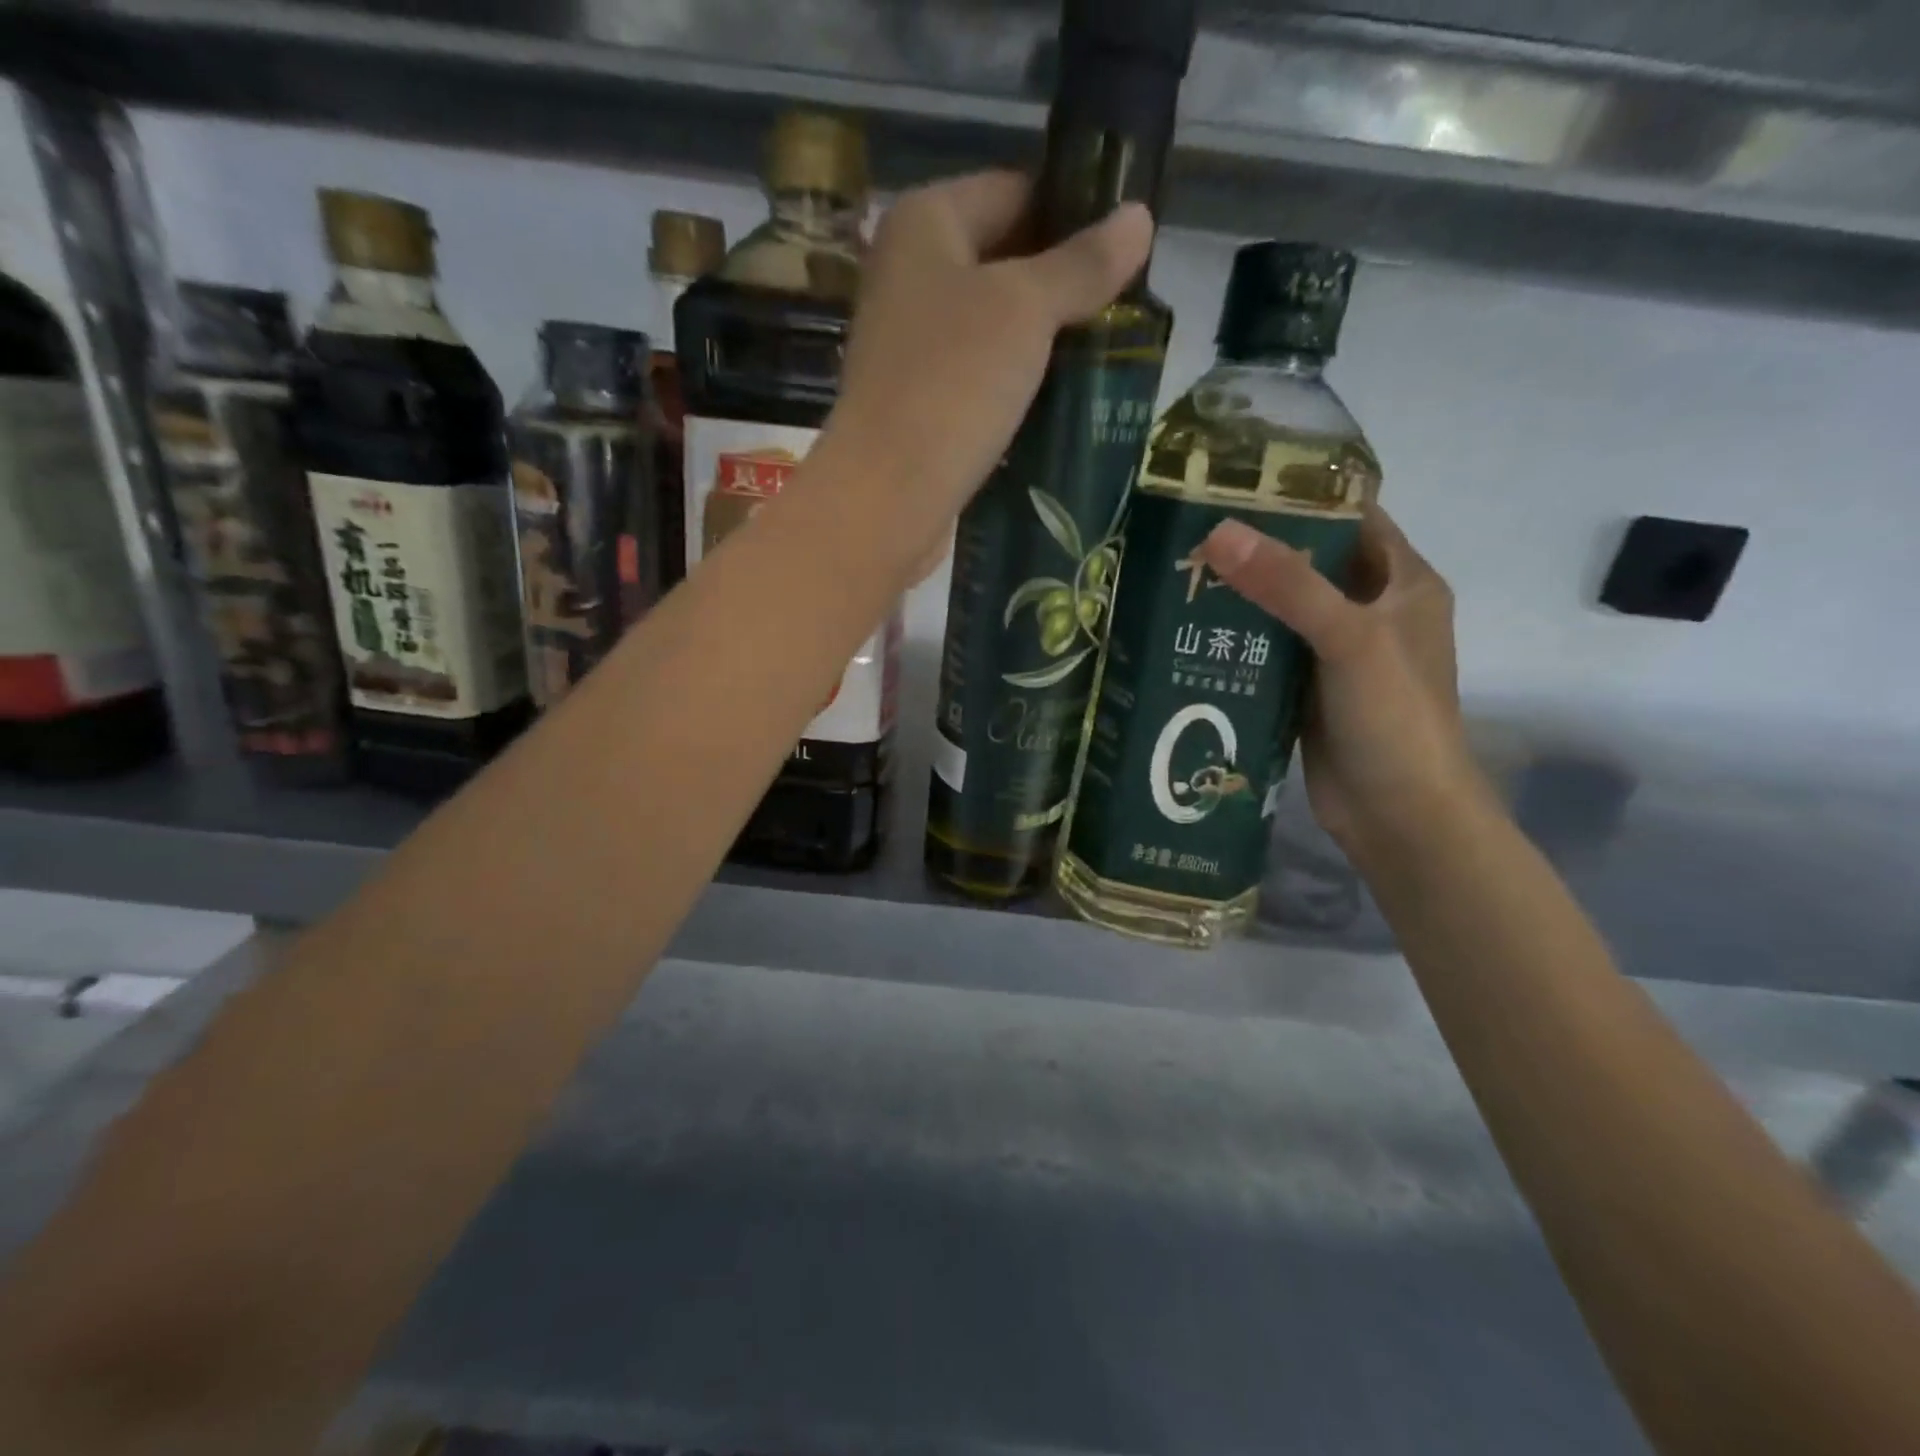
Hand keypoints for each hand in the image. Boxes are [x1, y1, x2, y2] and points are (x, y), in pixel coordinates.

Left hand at [819, 171, 1153, 575]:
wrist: (888, 497)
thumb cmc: (952, 385)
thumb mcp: (1025, 310)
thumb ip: (1082, 265)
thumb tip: (1139, 217)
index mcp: (924, 224)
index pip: (1014, 190)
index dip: (1074, 210)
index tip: (1131, 244)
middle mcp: (910, 276)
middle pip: (1005, 260)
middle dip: (1065, 283)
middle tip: (1132, 306)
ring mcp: (913, 345)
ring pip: (996, 327)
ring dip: (1046, 340)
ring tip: (1112, 352)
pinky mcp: (922, 404)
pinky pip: (982, 378)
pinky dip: (1020, 384)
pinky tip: (1065, 399)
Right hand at [1200, 504, 1488, 860]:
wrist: (1399, 815)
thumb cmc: (1394, 717)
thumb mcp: (1349, 638)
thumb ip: (1288, 585)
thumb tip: (1218, 531)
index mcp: (1403, 583)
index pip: (1351, 517)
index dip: (1300, 495)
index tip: (1235, 481)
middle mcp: (1372, 611)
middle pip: (1310, 562)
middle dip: (1256, 547)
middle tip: (1188, 530)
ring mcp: (1337, 655)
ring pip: (1283, 610)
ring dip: (1240, 596)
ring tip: (1177, 574)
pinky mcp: (1307, 691)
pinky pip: (1268, 652)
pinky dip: (1236, 641)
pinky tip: (1189, 633)